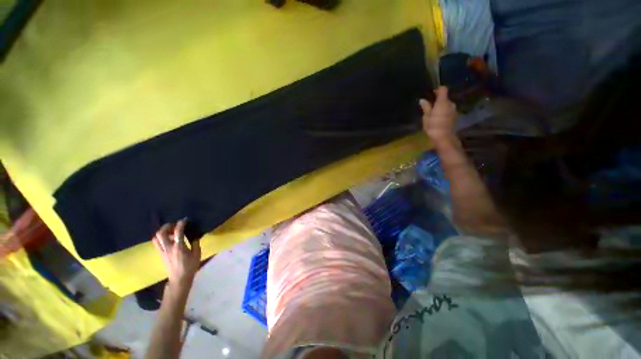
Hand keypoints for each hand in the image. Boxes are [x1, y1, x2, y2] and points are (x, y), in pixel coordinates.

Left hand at [152, 219, 200, 287]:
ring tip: (170, 231)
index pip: (178, 232)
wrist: (179, 279)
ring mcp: (162, 251)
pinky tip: (168, 239)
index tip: (185, 220)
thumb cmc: (190, 266)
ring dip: (162, 232)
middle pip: (161, 234)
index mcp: (179, 247)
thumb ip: (195, 243)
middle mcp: (168, 248)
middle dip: (167, 226)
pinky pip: (157, 243)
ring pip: (156, 238)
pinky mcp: (160, 254)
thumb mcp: (197, 254)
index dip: (181, 224)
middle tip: (174, 225)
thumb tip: (194, 236)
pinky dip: (161, 238)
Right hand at [419, 86, 456, 142]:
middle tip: (429, 105)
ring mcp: (454, 110)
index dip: (437, 89)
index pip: (443, 89)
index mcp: (443, 102)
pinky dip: (443, 112)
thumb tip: (422, 100)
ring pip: (446, 105)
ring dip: (440, 107)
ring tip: (432, 113)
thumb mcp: (426, 117)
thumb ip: (426, 107)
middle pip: (445, 98)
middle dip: (438, 100)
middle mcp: (451, 103)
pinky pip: (448, 111)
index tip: (431, 93)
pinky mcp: (454, 117)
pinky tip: (437, 118)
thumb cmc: (433, 126)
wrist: (444, 138)